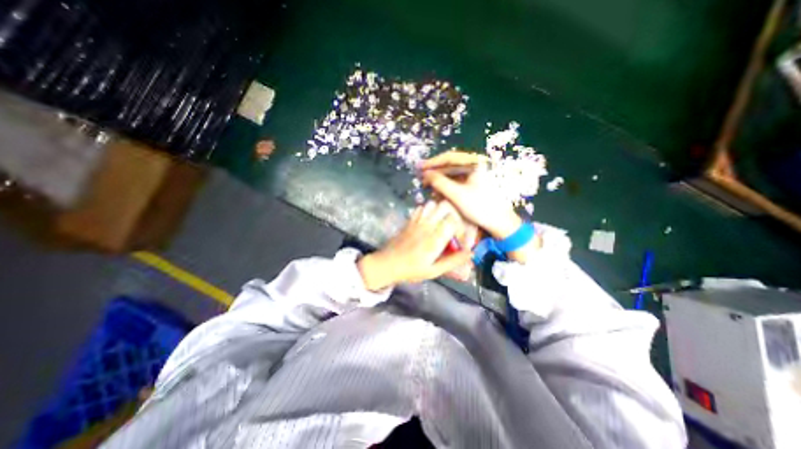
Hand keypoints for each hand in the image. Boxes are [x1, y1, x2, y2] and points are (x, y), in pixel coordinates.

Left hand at [359, 200, 473, 290]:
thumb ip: (453, 261)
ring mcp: (417, 221)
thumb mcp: (434, 271)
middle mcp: (427, 226)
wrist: (387, 264)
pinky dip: (428, 210)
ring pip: (432, 204)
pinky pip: (420, 208)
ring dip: (440, 210)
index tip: (460, 237)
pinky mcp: (409, 220)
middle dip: (453, 213)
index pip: (453, 220)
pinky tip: (428, 221)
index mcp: (435, 239)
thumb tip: (470, 253)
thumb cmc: (411, 270)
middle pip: (444, 206)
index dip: (461, 226)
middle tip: (453, 226)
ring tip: (441, 222)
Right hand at [421, 151, 523, 239]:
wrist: (499, 222)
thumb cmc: (480, 207)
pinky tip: (438, 192)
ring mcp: (474, 174)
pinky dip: (446, 185)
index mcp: (475, 163)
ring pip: (452, 173)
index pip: (450, 157)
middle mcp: (475, 165)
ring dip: (439, 180)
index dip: (433, 162)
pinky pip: (456, 180)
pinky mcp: (473, 183)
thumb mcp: (457, 195)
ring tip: (428, 186)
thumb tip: (425, 173)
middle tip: (422, 178)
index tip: (420, 167)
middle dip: (435, 172)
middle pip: (450, 165)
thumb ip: (440, 182)